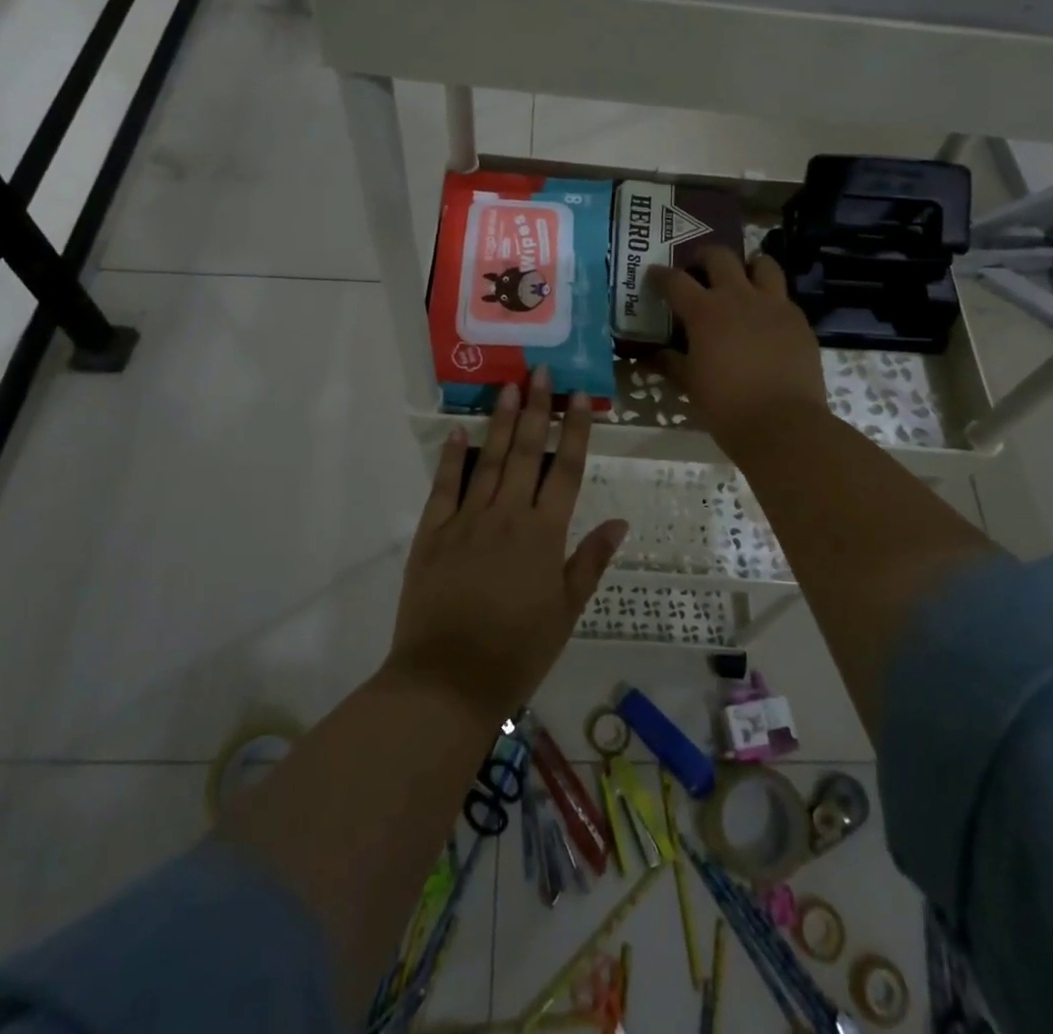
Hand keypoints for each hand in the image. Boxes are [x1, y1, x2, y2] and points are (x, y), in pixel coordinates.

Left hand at [383, 369, 626, 726]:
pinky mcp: (432, 534)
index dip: (575, 430)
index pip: (564, 470)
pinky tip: (459, 430)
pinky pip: (444, 487)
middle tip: (540, 370)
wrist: (448, 681)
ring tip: (509, 385)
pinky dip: (452, 457)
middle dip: (536, 408)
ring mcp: (466, 521)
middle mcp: (507, 516)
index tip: (581, 396)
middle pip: (526, 452)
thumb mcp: (566, 612)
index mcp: (543, 534)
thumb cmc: (517, 651)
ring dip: (501, 420)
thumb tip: (620, 522)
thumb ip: (590, 562)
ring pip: (488, 460)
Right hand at [651, 246, 826, 455]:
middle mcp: (739, 297)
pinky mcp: (799, 320)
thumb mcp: (691, 385)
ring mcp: (774, 305)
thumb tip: (655, 356)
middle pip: (720, 256)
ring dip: (748, 266)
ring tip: (742, 279)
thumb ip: (672, 363)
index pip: (676, 281)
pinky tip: (765, 318)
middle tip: (698, 268)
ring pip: (762, 264)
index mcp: (705, 312)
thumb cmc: (726, 406)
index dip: (661, 275)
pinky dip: (770, 298)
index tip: (653, 275)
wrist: (783, 425)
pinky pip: (783, 296)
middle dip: (704, 256)